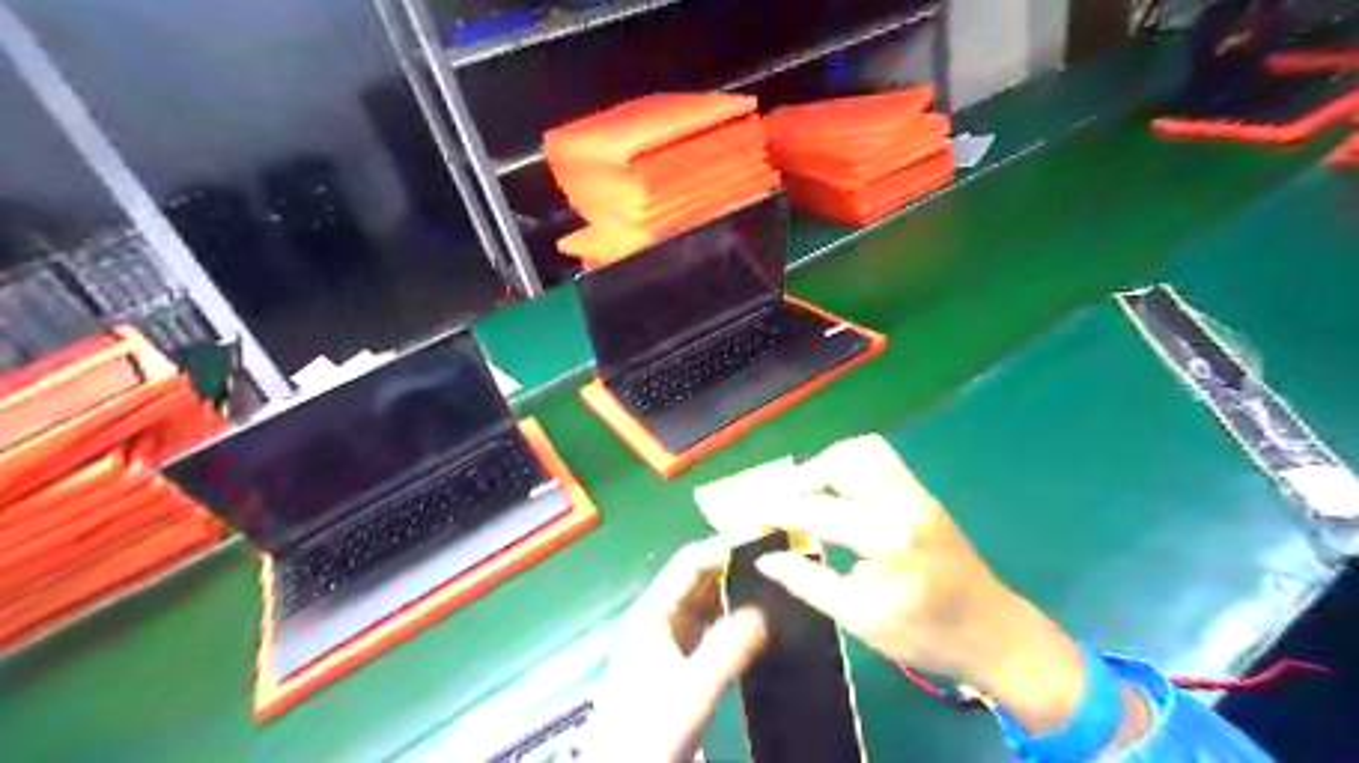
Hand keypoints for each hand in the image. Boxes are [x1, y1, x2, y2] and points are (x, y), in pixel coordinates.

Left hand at [583, 539, 768, 760]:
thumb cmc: (650, 729)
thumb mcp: (694, 688)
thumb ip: (731, 646)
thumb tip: (769, 608)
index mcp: (654, 611)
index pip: (690, 561)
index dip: (725, 548)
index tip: (766, 544)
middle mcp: (659, 617)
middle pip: (699, 579)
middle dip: (735, 569)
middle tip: (779, 564)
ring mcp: (668, 640)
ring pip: (706, 604)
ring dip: (736, 594)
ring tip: (776, 588)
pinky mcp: (678, 663)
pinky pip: (710, 629)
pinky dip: (732, 621)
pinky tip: (759, 625)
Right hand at [741, 435, 1085, 731]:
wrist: (993, 633)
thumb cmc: (926, 634)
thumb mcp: (859, 617)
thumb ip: (808, 582)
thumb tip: (766, 558)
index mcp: (887, 536)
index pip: (818, 509)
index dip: (779, 509)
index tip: (751, 511)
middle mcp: (903, 501)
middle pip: (845, 459)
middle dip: (805, 475)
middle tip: (783, 500)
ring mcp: (917, 493)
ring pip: (865, 450)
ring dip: (829, 463)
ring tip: (809, 492)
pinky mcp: (923, 495)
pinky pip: (880, 461)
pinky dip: (850, 468)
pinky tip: (838, 495)